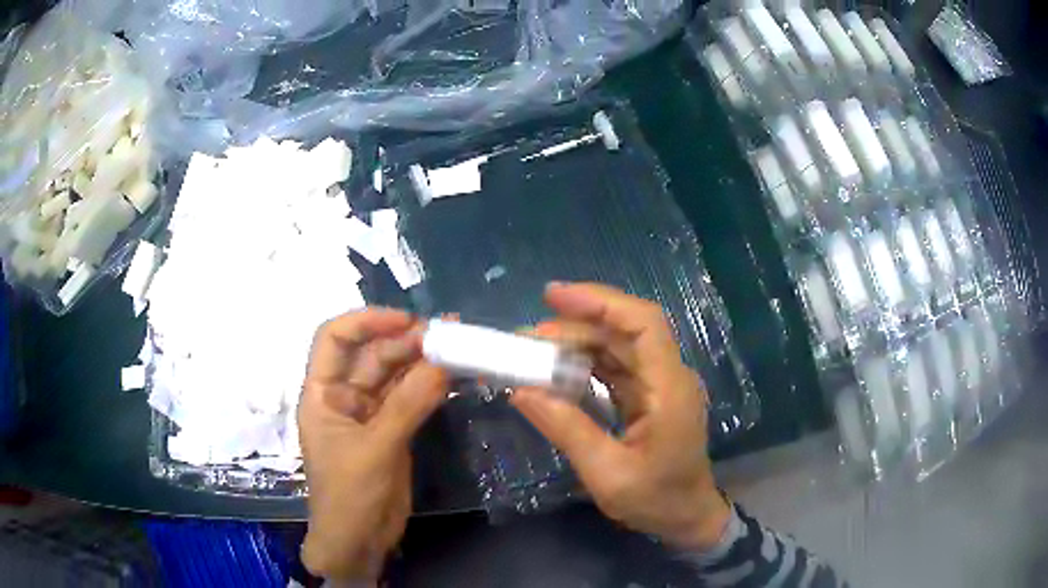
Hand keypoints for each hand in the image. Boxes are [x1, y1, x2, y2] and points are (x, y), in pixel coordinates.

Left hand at [298, 309, 447, 580]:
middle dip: (406, 342)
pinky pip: (411, 399)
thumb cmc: (349, 495)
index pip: (334, 339)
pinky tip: (454, 376)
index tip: (406, 320)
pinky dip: (430, 387)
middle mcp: (344, 396)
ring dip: (423, 362)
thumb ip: (408, 405)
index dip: (366, 321)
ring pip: (395, 376)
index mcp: (322, 394)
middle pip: (372, 355)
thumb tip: (442, 363)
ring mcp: (370, 413)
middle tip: (448, 335)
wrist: (359, 541)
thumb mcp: (375, 449)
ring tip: (458, 348)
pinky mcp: (392, 430)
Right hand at [511, 282, 731, 550]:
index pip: (644, 324)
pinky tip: (555, 372)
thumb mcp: (607, 475)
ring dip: (576, 344)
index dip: (601, 302)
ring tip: (532, 354)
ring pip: (617, 346)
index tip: (553, 297)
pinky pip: (615, 368)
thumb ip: (567, 429)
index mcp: (669, 390)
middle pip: (624, 331)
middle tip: (525, 340)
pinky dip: (583, 364)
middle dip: (574, 326)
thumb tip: (520, 390)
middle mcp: (668, 376)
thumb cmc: (656, 501)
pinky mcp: (648, 396)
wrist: (686, 517)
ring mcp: (659, 385)